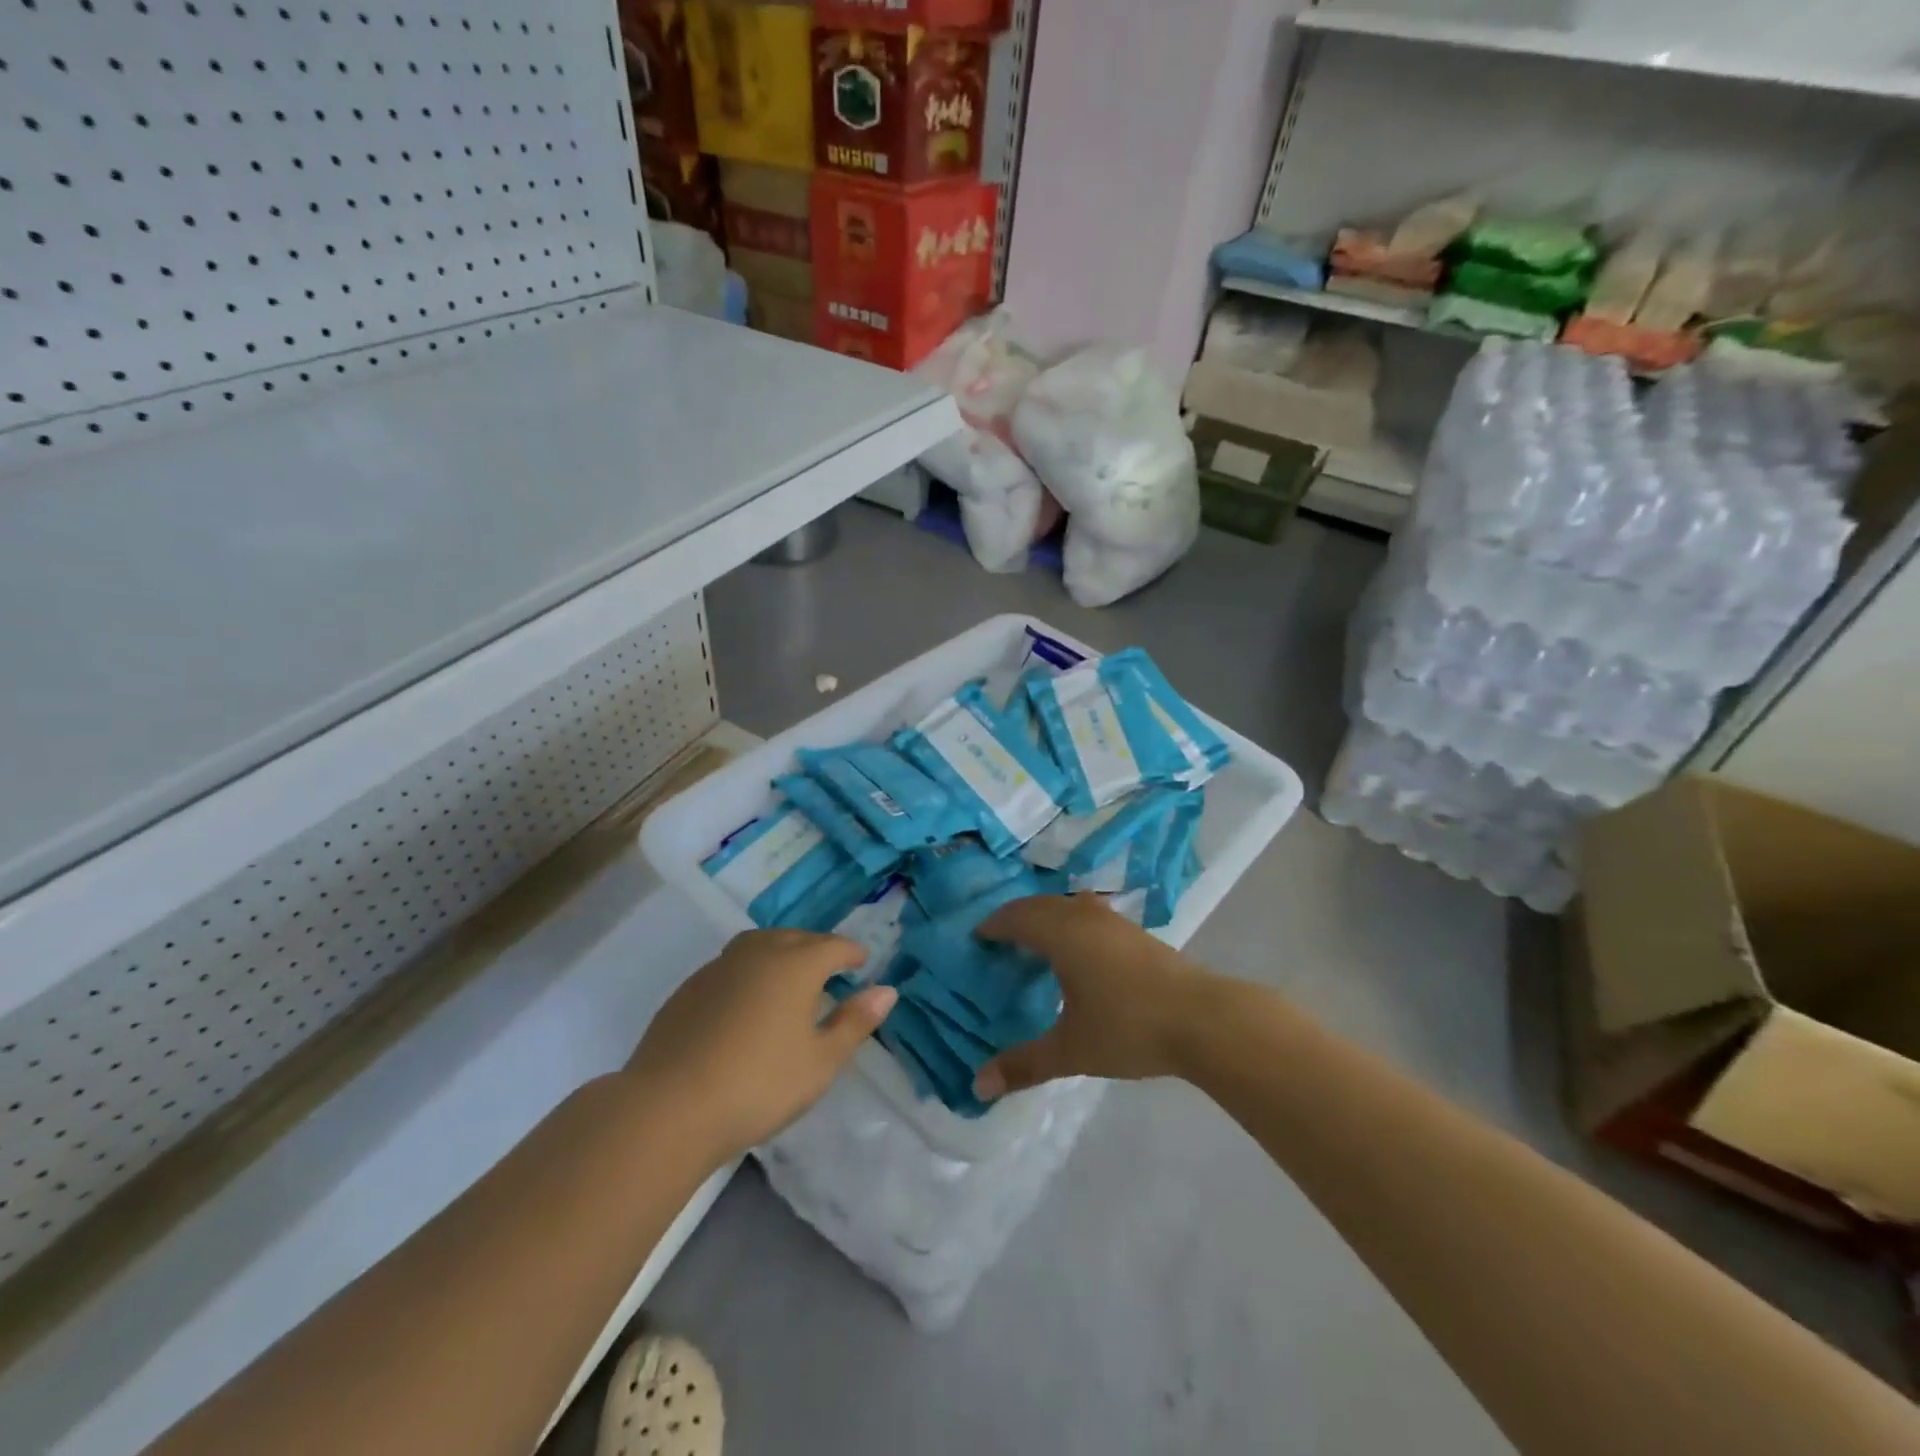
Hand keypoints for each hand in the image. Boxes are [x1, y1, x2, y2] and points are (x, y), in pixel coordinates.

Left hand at [625, 930, 896, 1158]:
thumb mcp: (820, 1062)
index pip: (834, 946)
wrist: (668, 1108)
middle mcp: (758, 953)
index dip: (852, 953)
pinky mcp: (689, 988)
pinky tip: (746, 1003)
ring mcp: (718, 967)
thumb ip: (854, 1022)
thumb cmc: (759, 1085)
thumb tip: (887, 990)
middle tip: (830, 971)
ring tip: (789, 979)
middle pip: (796, 937)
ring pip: (759, 944)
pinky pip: (731, 965)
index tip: (862, 963)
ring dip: (780, 952)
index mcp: (795, 964)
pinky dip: (749, 972)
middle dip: (817, 948)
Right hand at [972, 894, 1208, 1099]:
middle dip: (1015, 917)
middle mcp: (1084, 916)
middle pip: (1040, 905)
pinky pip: (1088, 914)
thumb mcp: (1071, 1050)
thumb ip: (1024, 1064)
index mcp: (1062, 933)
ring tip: (1034, 941)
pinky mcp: (1136, 932)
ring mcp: (1114, 921)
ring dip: (1046, 916)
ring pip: (1068, 905)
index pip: (1016, 917)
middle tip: (998, 939)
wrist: (1204, 1019)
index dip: (993, 925)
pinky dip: (1069, 922)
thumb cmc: (1129, 1027)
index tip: (975, 938)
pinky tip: (1077, 951)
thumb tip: (978, 1086)